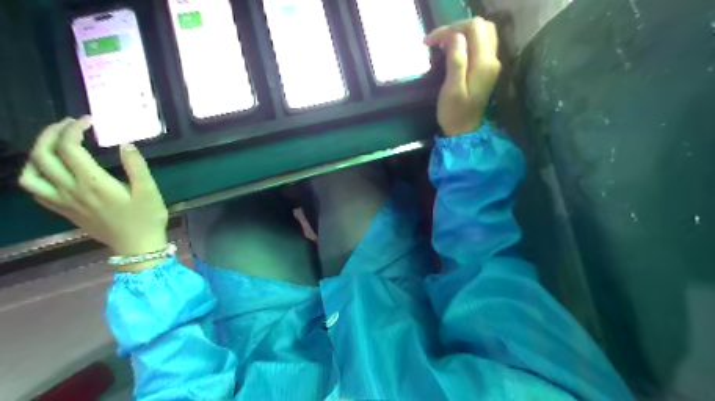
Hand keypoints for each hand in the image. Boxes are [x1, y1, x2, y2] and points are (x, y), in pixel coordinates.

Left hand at [17, 116, 169, 272]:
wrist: (137, 246)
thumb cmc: (146, 218)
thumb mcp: (149, 191)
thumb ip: (137, 167)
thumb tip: (125, 144)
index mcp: (93, 184)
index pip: (70, 148)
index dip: (73, 129)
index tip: (87, 121)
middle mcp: (72, 190)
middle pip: (44, 155)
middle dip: (51, 134)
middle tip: (68, 124)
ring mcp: (64, 202)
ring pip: (30, 173)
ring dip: (37, 153)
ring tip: (54, 145)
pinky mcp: (64, 210)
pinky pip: (35, 190)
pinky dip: (35, 173)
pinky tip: (51, 169)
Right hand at [423, 15, 501, 137]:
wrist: (463, 131)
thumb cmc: (454, 113)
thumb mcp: (452, 88)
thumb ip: (456, 60)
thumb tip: (455, 36)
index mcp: (484, 63)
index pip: (472, 28)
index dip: (451, 29)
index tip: (430, 41)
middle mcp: (492, 59)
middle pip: (480, 26)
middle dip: (457, 28)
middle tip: (437, 41)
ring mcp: (492, 64)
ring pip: (482, 33)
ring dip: (462, 33)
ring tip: (443, 43)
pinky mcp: (486, 69)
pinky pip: (481, 44)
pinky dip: (467, 41)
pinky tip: (453, 50)